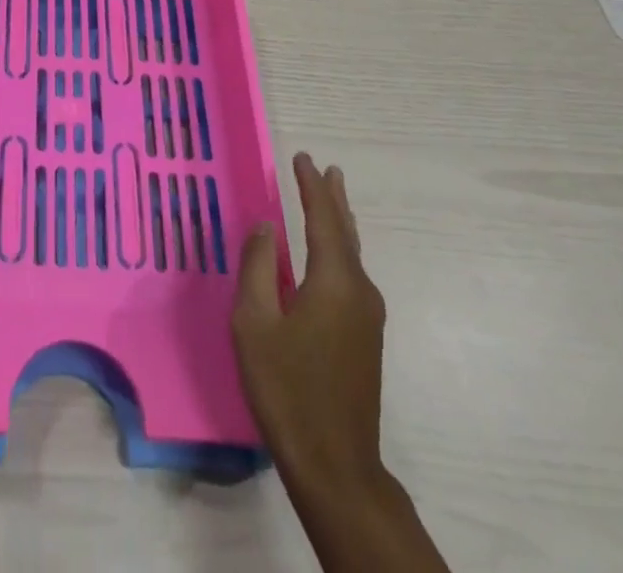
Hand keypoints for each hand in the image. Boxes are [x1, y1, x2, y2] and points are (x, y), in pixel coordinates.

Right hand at [233, 152, 387, 497]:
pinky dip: (340, 249)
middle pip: (346, 233)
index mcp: (334, 282)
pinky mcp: (365, 338)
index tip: (301, 158)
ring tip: (331, 198)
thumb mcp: (255, 323)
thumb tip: (267, 227)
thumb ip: (258, 267)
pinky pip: (352, 275)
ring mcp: (367, 317)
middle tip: (328, 169)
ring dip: (339, 223)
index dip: (311, 187)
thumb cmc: (287, 388)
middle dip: (334, 200)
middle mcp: (359, 291)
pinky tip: (329, 255)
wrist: (335, 464)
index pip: (323, 219)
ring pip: (353, 255)